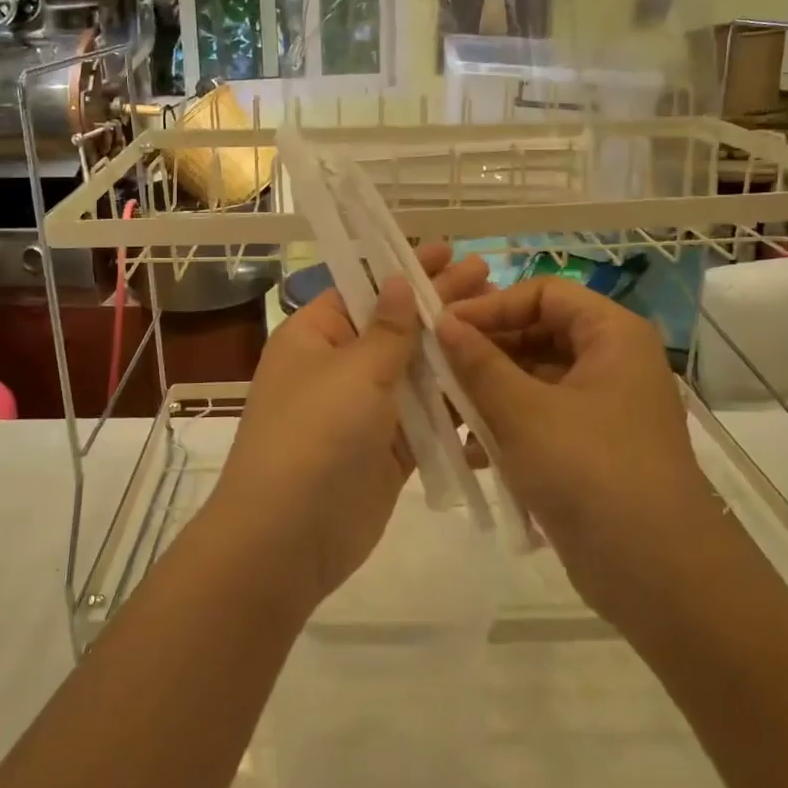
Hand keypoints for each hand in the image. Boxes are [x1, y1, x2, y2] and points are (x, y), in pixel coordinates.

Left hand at [205, 245, 492, 615]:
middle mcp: (337, 367)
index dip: (406, 269)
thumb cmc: (315, 435)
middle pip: (395, 327)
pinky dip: (453, 403)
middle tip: (487, 273)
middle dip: (438, 302)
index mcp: (315, 336)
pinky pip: (425, 418)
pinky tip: (493, 381)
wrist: (287, 537)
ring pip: (414, 372)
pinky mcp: (388, 451)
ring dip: (452, 351)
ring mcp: (364, 411)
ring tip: (500, 321)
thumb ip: (388, 330)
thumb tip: (399, 281)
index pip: (365, 289)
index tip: (448, 250)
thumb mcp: (353, 371)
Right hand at [436, 278, 719, 616]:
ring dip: (488, 391)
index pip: (543, 292)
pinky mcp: (589, 447)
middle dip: (484, 351)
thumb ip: (478, 362)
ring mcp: (601, 406)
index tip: (444, 328)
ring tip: (444, 410)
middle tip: (435, 368)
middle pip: (537, 333)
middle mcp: (611, 361)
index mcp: (611, 335)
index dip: (492, 305)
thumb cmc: (591, 471)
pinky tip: (468, 450)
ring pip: (533, 378)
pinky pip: (539, 417)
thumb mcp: (523, 411)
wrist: (657, 575)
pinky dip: (506, 425)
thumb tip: (442, 322)